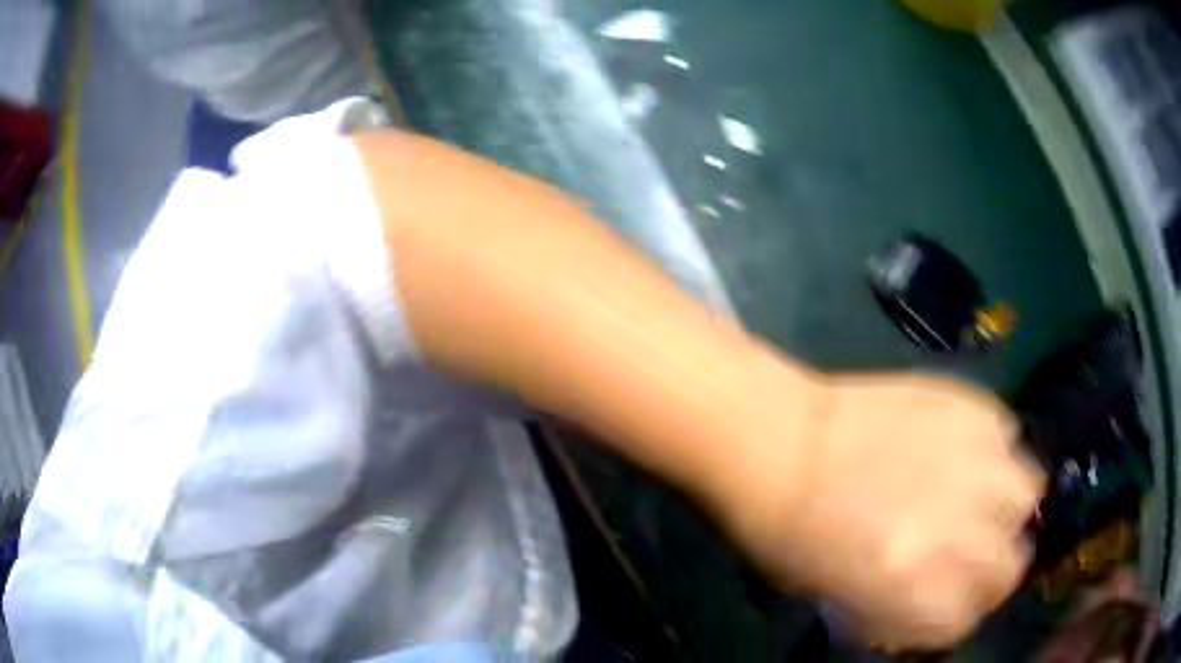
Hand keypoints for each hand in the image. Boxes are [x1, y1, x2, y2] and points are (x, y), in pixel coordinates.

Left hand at [716, 370, 1044, 649]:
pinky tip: (965, 451)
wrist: (778, 444)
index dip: (954, 613)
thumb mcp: (847, 597)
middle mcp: (958, 534)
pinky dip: (993, 449)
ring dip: (1006, 503)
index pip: (965, 621)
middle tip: (972, 551)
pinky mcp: (968, 407)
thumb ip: (908, 606)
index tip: (947, 598)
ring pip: (1026, 493)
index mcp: (917, 593)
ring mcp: (971, 465)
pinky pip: (1006, 432)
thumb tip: (943, 605)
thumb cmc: (794, 535)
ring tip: (980, 496)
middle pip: (1009, 566)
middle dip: (992, 567)